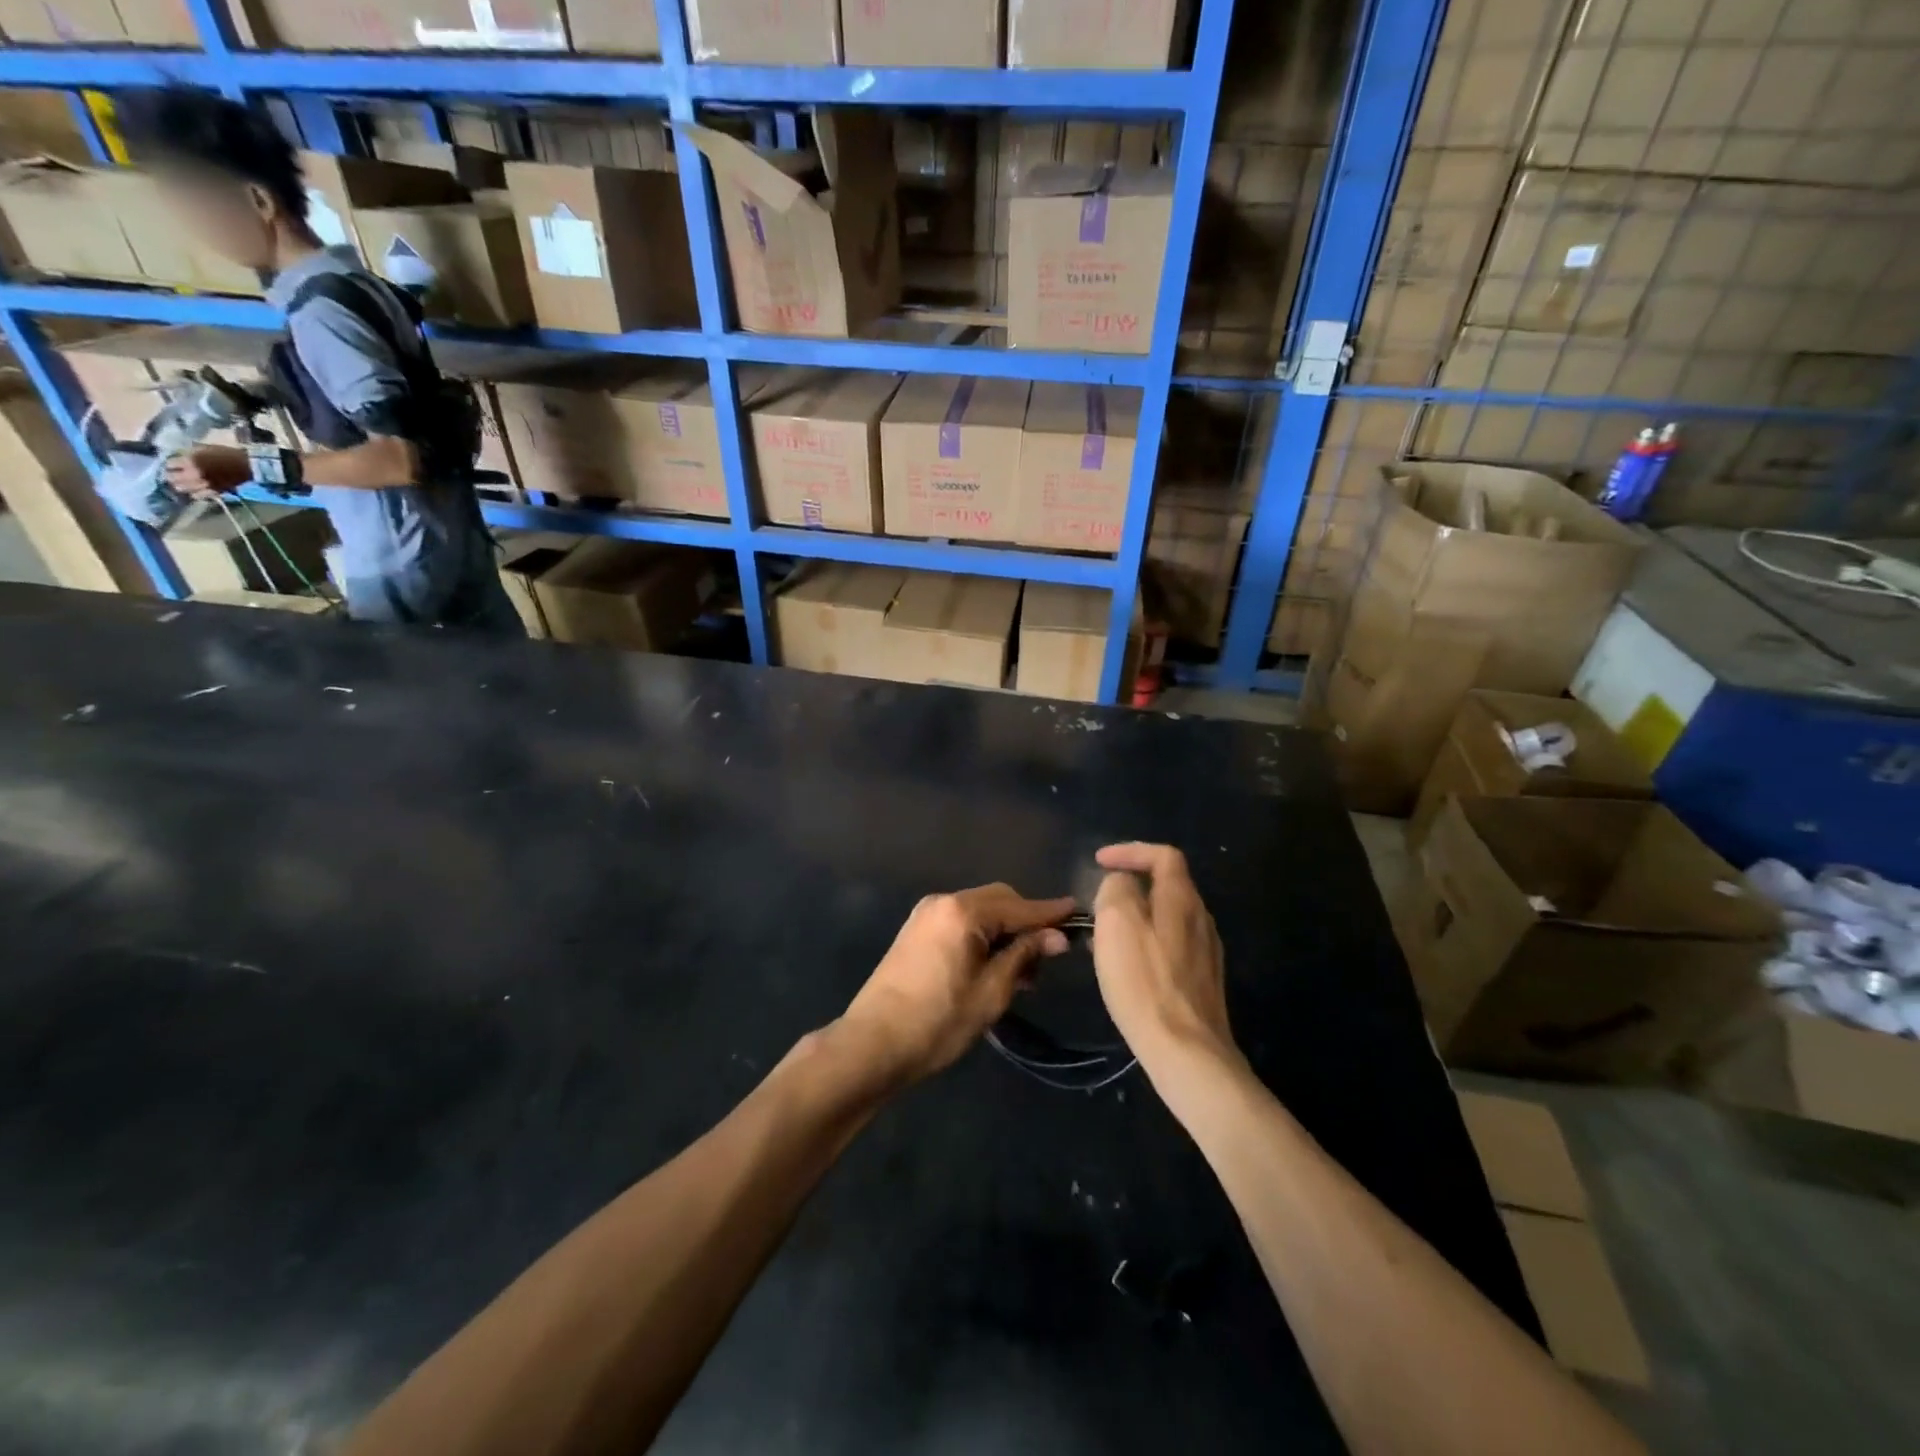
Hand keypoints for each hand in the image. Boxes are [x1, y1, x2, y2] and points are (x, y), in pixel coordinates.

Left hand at [164, 445, 251, 499]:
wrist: (248, 466)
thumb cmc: (226, 454)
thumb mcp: (204, 448)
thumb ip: (189, 453)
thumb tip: (177, 457)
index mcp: (191, 461)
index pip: (170, 464)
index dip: (171, 463)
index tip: (173, 463)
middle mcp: (194, 474)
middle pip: (173, 478)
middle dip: (171, 476)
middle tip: (173, 474)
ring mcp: (204, 484)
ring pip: (183, 488)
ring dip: (181, 485)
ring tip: (183, 483)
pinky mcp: (214, 491)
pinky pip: (198, 495)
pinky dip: (194, 493)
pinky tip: (195, 490)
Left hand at [839, 884, 1075, 1088]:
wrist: (872, 1043)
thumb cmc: (938, 1021)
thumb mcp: (991, 992)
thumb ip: (1024, 955)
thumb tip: (1057, 936)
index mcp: (963, 912)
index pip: (1019, 906)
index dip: (1050, 913)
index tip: (1078, 913)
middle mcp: (943, 901)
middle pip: (998, 900)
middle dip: (1026, 922)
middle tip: (1048, 957)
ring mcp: (926, 914)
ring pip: (980, 911)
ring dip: (1004, 931)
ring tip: (1023, 972)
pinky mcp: (916, 930)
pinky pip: (960, 922)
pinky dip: (982, 935)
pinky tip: (994, 965)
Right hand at [1092, 843, 1237, 1074]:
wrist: (1187, 1051)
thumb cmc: (1145, 982)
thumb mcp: (1117, 923)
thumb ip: (1116, 890)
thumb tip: (1120, 884)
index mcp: (1182, 899)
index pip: (1162, 855)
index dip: (1130, 851)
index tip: (1099, 862)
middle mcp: (1201, 918)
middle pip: (1168, 885)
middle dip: (1131, 885)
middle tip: (1099, 900)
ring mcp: (1206, 952)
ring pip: (1169, 917)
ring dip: (1137, 916)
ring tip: (1107, 934)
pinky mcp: (1203, 982)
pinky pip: (1171, 945)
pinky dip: (1147, 942)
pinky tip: (1129, 967)